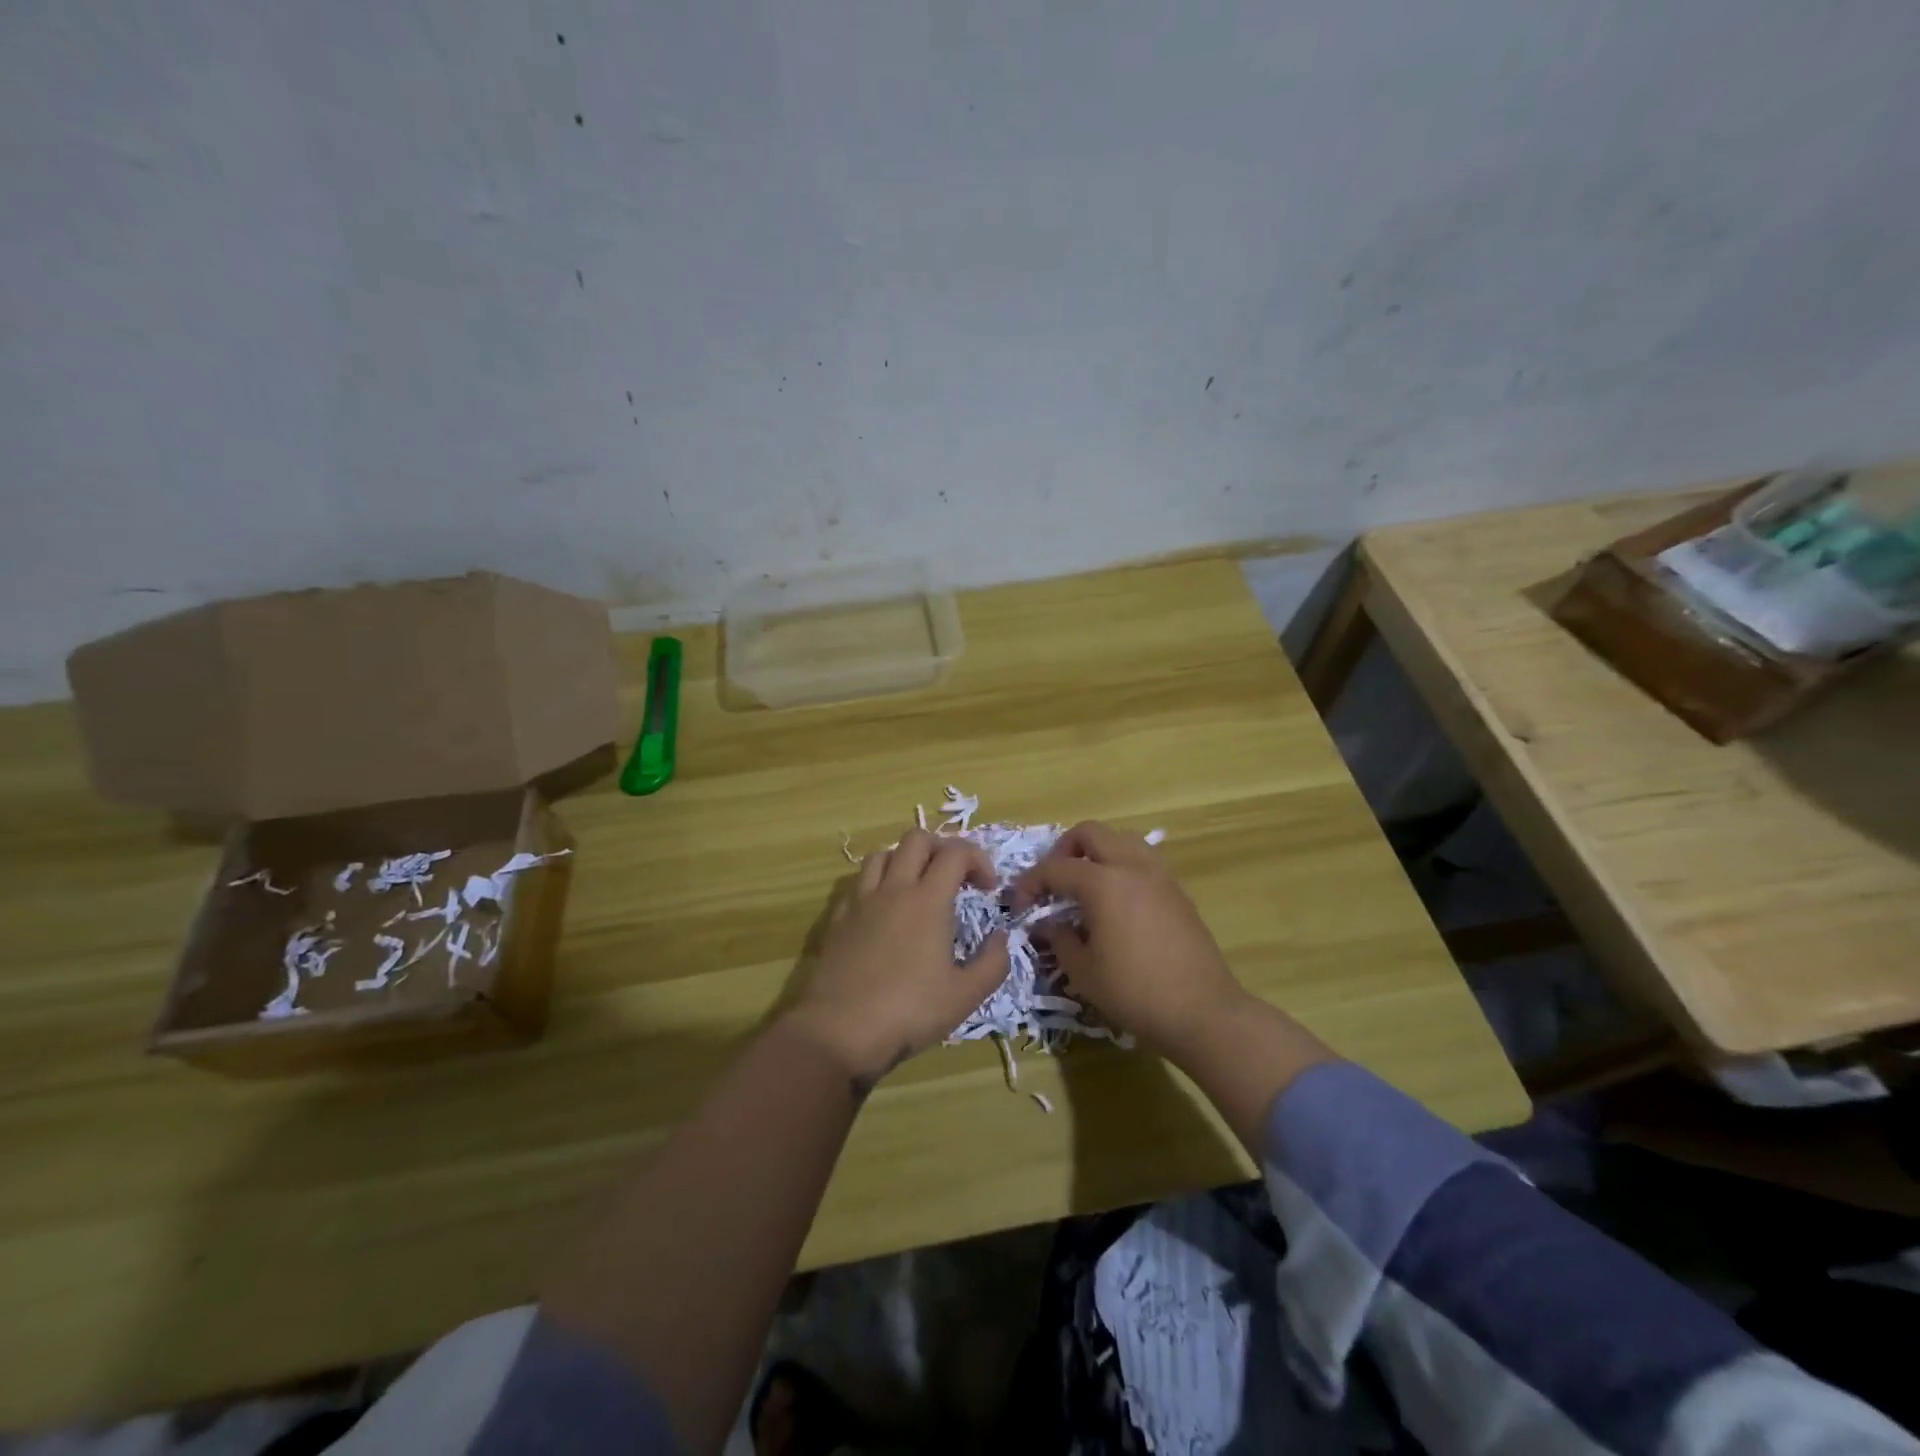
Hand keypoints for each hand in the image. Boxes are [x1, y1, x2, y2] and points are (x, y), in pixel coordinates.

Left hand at [785, 829, 1010, 1096]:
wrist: (838, 1031)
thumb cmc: (909, 1012)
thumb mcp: (965, 996)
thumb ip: (993, 963)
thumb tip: (1001, 937)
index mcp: (928, 900)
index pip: (956, 852)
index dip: (979, 860)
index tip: (988, 889)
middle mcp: (893, 889)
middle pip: (917, 838)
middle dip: (943, 848)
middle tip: (956, 878)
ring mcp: (861, 901)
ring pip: (883, 854)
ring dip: (907, 860)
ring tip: (919, 887)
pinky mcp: (839, 918)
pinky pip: (860, 883)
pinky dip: (879, 883)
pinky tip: (886, 912)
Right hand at [1012, 821, 1248, 1056]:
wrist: (1203, 1012)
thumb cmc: (1135, 993)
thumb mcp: (1084, 972)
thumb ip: (1059, 939)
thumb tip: (1048, 924)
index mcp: (1103, 883)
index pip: (1056, 868)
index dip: (1031, 883)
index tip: (1020, 906)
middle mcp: (1132, 867)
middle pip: (1090, 832)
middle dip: (1063, 851)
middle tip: (1054, 883)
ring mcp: (1160, 875)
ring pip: (1122, 839)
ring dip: (1097, 852)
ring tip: (1086, 886)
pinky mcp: (1177, 891)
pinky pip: (1143, 860)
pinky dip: (1122, 867)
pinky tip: (1117, 902)